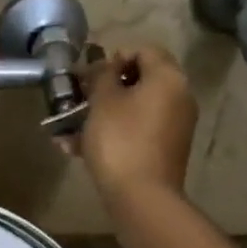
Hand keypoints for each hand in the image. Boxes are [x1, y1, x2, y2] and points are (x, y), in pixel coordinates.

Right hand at [63, 44, 197, 199]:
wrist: (142, 197)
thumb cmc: (120, 140)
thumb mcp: (103, 101)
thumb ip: (102, 74)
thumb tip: (105, 65)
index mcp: (168, 78)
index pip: (144, 50)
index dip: (114, 56)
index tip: (89, 74)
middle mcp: (178, 98)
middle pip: (139, 80)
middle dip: (104, 87)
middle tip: (78, 97)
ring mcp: (173, 126)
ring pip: (133, 108)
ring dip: (101, 113)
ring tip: (68, 127)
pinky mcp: (163, 150)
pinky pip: (135, 131)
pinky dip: (111, 133)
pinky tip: (76, 147)